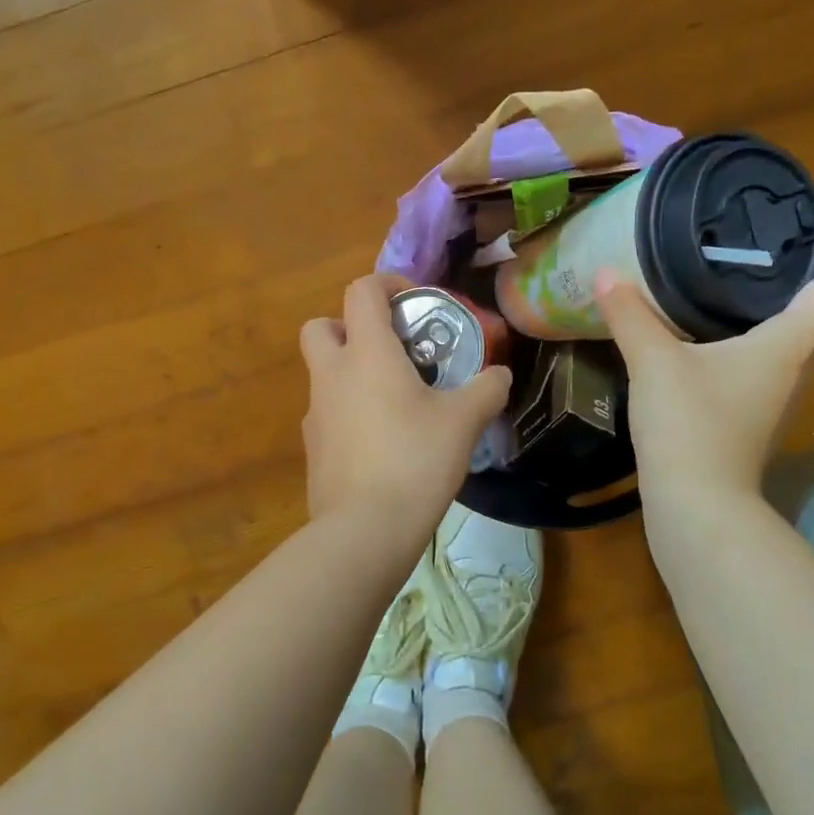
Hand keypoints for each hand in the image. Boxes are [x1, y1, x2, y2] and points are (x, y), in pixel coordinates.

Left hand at [299, 275, 512, 529]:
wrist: (365, 530)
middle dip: (349, 326)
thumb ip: (486, 390)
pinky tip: (381, 441)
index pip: (361, 291)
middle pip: (321, 326)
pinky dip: (348, 412)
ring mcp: (315, 413)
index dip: (388, 284)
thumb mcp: (463, 422)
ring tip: (395, 400)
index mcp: (366, 354)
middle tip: (388, 348)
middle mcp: (331, 375)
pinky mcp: (313, 448)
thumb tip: (500, 375)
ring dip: (351, 372)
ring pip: (323, 373)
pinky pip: (327, 413)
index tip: (415, 301)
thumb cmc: (415, 460)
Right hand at [595, 200, 813, 505]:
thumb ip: (631, 315)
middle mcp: (793, 366)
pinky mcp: (749, 413)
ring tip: (751, 272)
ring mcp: (773, 394)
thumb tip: (605, 274)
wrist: (696, 506)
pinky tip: (715, 329)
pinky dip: (756, 330)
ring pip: (797, 336)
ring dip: (788, 300)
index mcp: (787, 345)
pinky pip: (767, 356)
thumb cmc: (690, 427)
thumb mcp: (655, 363)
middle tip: (790, 234)